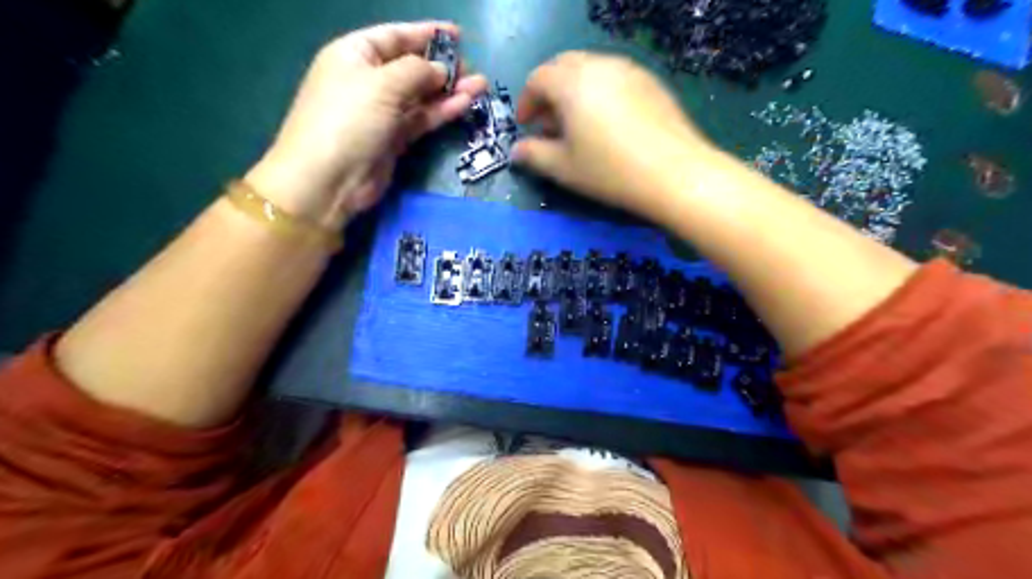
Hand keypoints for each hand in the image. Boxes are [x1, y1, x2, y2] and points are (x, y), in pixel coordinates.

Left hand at [245, 22, 489, 229]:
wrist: (329, 179)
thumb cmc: (349, 119)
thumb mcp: (381, 84)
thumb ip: (416, 71)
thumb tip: (441, 70)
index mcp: (355, 55)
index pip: (395, 36)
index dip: (426, 34)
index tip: (458, 35)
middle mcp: (369, 81)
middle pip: (411, 67)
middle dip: (442, 66)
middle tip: (471, 69)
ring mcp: (382, 112)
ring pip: (421, 95)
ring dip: (449, 90)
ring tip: (480, 86)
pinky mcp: (394, 139)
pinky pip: (422, 119)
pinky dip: (442, 111)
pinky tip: (465, 104)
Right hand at [514, 51, 723, 220]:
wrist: (675, 173)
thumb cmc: (610, 171)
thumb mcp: (564, 168)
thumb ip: (534, 155)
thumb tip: (517, 151)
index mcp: (572, 82)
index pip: (538, 78)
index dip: (526, 102)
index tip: (526, 126)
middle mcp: (599, 65)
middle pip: (564, 66)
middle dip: (549, 92)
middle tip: (549, 124)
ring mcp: (629, 70)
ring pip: (591, 70)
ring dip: (574, 91)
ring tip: (577, 125)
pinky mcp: (651, 82)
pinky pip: (615, 78)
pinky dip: (600, 93)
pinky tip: (607, 123)